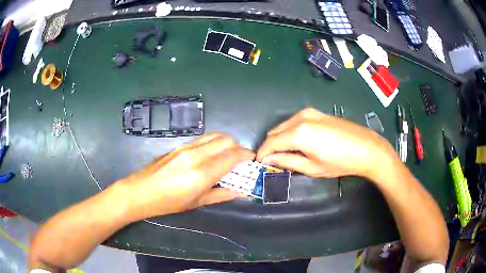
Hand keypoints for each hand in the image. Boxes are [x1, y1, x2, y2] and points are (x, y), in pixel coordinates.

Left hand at [121, 133, 254, 218]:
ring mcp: (187, 147)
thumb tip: (242, 192)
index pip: (232, 156)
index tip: (251, 160)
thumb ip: (222, 195)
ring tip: (228, 155)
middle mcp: (197, 156)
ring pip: (216, 135)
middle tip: (240, 160)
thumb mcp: (197, 202)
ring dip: (227, 142)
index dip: (246, 156)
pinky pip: (204, 138)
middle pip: (226, 140)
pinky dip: (214, 141)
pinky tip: (212, 153)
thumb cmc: (168, 203)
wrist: (141, 191)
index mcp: (202, 174)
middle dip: (238, 147)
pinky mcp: (180, 145)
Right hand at [256, 108, 394, 178]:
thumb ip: (287, 161)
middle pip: (275, 132)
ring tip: (286, 154)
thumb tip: (268, 160)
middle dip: (270, 146)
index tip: (260, 163)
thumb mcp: (312, 167)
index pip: (271, 142)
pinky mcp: (316, 112)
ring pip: (284, 126)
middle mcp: (300, 118)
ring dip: (280, 139)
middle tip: (273, 161)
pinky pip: (294, 122)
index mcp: (298, 133)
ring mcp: (309, 112)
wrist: (366, 148)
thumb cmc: (340, 162)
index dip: (263, 153)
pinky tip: (298, 143)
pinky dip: (290, 132)